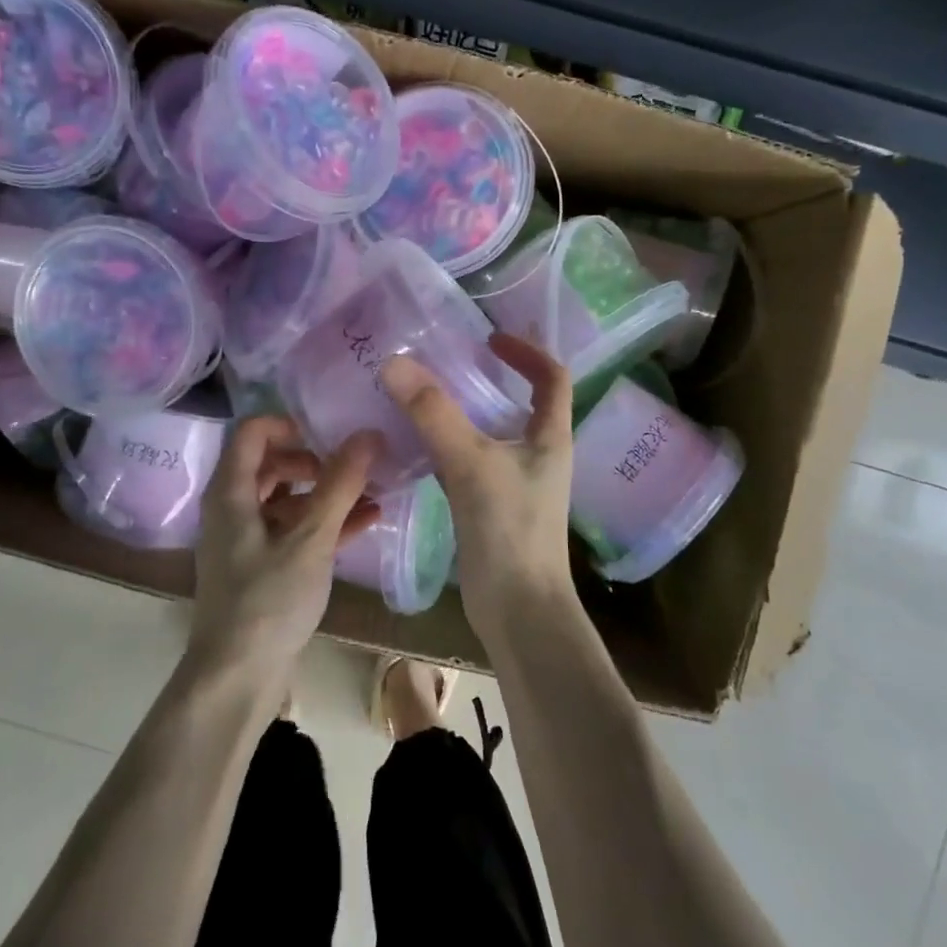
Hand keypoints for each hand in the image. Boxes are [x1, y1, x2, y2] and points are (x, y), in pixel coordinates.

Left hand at [191, 416, 380, 675]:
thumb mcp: (310, 540)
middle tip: (352, 466)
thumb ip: (339, 486)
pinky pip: (292, 531)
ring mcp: (245, 540)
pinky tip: (367, 522)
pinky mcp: (260, 567)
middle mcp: (232, 509)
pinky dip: (323, 523)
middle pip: (271, 463)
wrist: (236, 679)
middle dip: (314, 460)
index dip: (289, 424)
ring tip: (372, 491)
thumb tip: (368, 435)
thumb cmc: (268, 601)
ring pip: (286, 499)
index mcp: (231, 492)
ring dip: (326, 494)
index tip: (329, 434)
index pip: (252, 431)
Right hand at [382, 334, 574, 637]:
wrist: (518, 610)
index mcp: (550, 437)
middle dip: (487, 378)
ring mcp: (516, 482)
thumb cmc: (508, 530)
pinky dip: (447, 446)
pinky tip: (415, 445)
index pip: (552, 377)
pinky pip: (469, 461)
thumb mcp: (470, 463)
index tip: (489, 337)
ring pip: (490, 433)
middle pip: (519, 402)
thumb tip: (394, 363)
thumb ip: (433, 414)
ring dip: (463, 412)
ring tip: (422, 396)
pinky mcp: (492, 506)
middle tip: (443, 362)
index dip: (527, 351)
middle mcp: (539, 454)